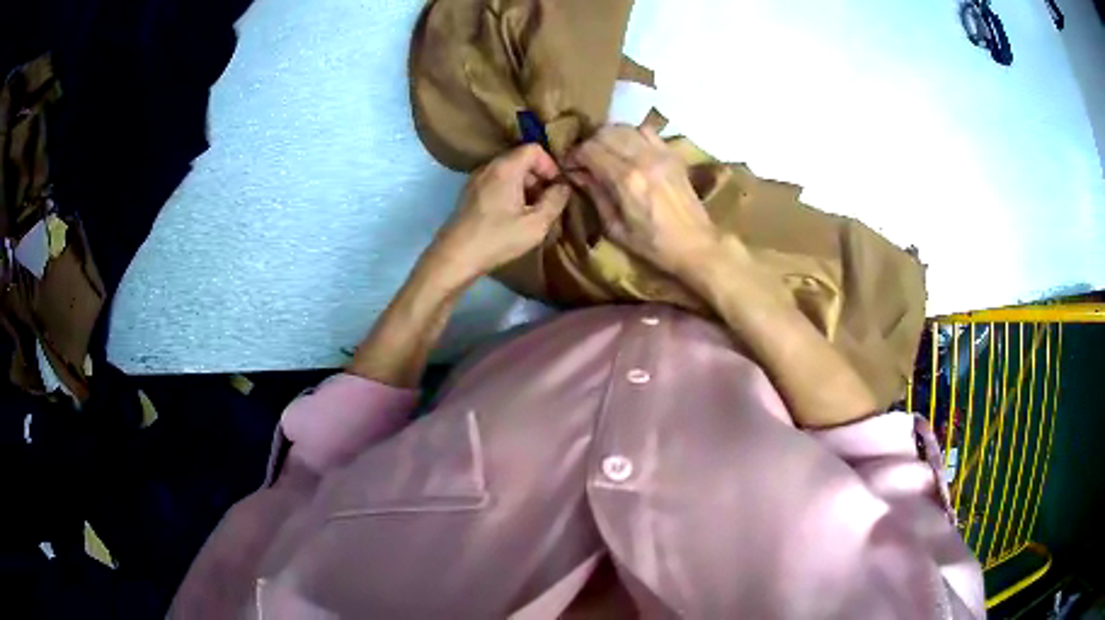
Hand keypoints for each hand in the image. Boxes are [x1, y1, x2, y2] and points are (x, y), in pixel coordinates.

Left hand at [427, 144, 570, 283]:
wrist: (455, 256)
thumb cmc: (497, 238)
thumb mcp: (536, 224)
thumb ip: (555, 201)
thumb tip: (563, 187)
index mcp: (505, 168)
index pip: (534, 149)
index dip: (550, 165)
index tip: (556, 188)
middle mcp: (489, 167)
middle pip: (520, 159)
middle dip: (538, 177)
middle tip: (546, 202)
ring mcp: (476, 179)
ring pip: (508, 172)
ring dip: (525, 187)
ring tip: (531, 212)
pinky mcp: (469, 194)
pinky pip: (496, 183)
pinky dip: (509, 192)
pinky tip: (512, 216)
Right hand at [566, 125, 723, 276]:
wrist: (696, 244)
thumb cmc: (653, 245)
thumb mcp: (615, 228)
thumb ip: (595, 195)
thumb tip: (577, 173)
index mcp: (626, 180)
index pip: (589, 149)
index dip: (573, 155)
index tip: (568, 166)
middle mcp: (642, 158)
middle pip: (604, 132)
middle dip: (588, 143)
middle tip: (584, 159)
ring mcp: (660, 152)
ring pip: (623, 127)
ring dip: (608, 136)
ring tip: (604, 152)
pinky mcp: (672, 153)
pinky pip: (646, 130)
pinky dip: (631, 134)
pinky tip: (628, 149)